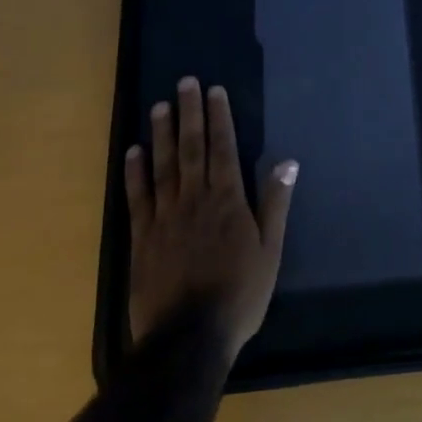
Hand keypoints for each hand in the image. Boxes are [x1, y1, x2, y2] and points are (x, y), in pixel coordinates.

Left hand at [125, 77, 297, 363]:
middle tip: (184, 83)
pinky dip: (134, 172)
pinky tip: (133, 151)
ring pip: (163, 166)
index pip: (223, 148)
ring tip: (159, 107)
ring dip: (162, 134)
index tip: (213, 90)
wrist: (188, 339)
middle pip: (191, 148)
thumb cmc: (239, 295)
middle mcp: (194, 199)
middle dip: (189, 113)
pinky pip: (138, 197)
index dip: (219, 117)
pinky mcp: (142, 237)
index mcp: (227, 200)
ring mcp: (164, 217)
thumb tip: (288, 162)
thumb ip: (275, 204)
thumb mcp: (270, 251)